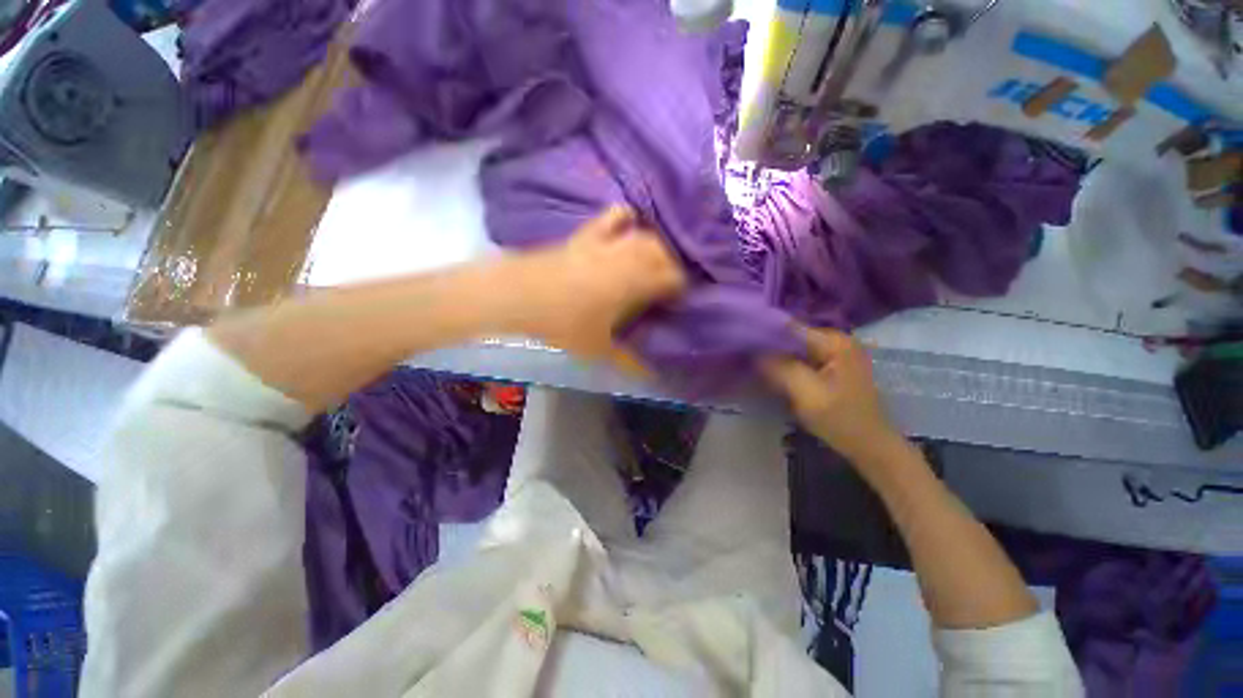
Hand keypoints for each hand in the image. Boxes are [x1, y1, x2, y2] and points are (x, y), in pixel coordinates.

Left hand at [512, 206, 685, 369]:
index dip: (679, 289)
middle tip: (664, 287)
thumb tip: (650, 375)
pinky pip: (614, 217)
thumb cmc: (564, 324)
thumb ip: (628, 361)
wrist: (521, 296)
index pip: (673, 278)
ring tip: (651, 264)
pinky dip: (626, 219)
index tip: (675, 302)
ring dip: (655, 247)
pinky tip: (628, 228)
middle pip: (664, 253)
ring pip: (645, 235)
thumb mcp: (599, 348)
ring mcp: (608, 242)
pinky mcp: (588, 234)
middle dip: (670, 268)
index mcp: (637, 283)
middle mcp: (629, 257)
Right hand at [761, 328, 902, 463]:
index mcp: (835, 342)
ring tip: (756, 368)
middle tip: (747, 361)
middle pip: (792, 338)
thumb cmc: (841, 420)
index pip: (790, 328)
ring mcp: (837, 353)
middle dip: (770, 349)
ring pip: (795, 350)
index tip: (743, 346)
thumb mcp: (807, 395)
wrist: (870, 446)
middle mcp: (837, 340)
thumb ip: (781, 369)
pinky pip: (803, 360)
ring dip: (777, 360)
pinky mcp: (834, 366)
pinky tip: (774, 377)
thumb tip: (755, 353)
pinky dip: (788, 367)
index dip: (765, 336)